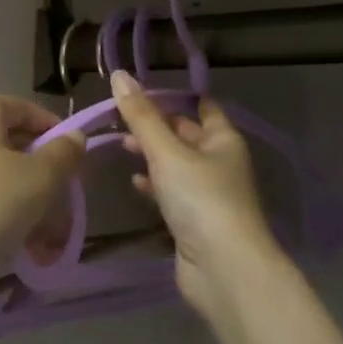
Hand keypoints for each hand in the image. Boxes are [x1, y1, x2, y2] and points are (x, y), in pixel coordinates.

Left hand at [0, 97, 85, 275]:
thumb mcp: (38, 178)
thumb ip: (63, 155)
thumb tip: (75, 136)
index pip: (26, 109)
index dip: (54, 131)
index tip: (74, 161)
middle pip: (12, 146)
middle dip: (42, 177)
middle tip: (62, 205)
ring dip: (24, 203)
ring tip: (42, 239)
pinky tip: (12, 245)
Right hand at [109, 70, 283, 323]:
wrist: (223, 269)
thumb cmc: (201, 199)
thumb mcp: (166, 152)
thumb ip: (141, 116)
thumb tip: (119, 75)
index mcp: (222, 139)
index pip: (202, 105)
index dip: (175, 95)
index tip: (141, 89)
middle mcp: (219, 162)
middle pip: (185, 134)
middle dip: (155, 125)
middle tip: (119, 117)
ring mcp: (208, 193)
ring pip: (176, 164)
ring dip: (152, 154)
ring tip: (121, 145)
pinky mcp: (195, 220)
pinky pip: (172, 192)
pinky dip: (154, 184)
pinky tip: (134, 182)